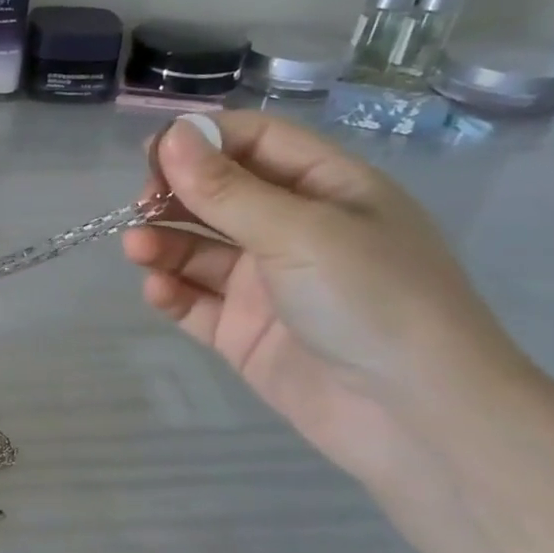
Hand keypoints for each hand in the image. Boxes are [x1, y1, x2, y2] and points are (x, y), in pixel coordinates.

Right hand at [123, 113, 532, 488]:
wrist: (416, 418)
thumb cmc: (372, 300)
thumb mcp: (299, 232)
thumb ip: (227, 189)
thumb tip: (172, 134)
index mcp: (327, 190)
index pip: (256, 142)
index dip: (203, 140)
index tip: (152, 153)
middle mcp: (295, 231)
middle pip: (220, 195)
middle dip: (176, 194)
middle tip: (140, 206)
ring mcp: (267, 285)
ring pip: (199, 249)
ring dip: (164, 243)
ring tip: (137, 248)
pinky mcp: (243, 331)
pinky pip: (196, 301)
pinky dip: (172, 291)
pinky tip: (158, 289)